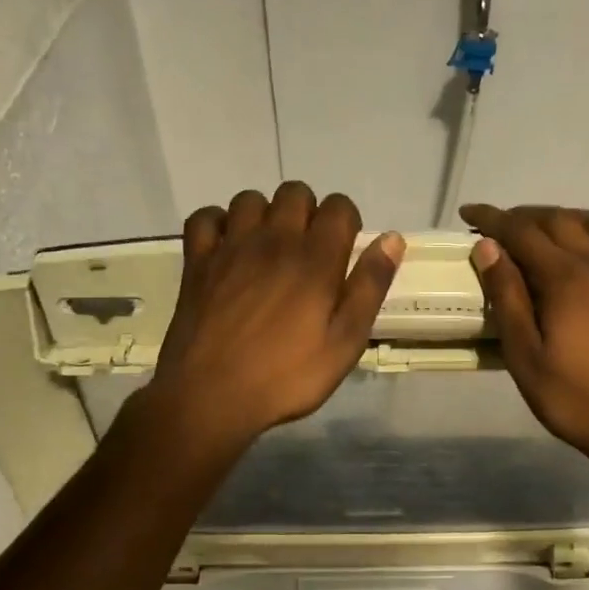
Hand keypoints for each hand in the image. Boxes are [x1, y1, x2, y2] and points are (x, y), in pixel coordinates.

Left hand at [152, 183, 403, 446]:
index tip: (344, 253)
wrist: (211, 396)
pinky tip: (228, 249)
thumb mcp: (345, 342)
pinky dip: (220, 224)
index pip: (339, 207)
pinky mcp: (197, 262)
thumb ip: (370, 287)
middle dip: (309, 214)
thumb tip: (392, 239)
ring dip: (266, 215)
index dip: (347, 223)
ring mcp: (230, 248)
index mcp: (316, 259)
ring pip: (251, 199)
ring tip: (269, 250)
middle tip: (309, 254)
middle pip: (295, 193)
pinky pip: (206, 218)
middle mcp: (273, 240)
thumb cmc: (287, 376)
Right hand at [461, 204, 588, 468]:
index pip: (521, 232)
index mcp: (565, 279)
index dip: (492, 218)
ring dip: (571, 218)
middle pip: (560, 221)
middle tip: (502, 228)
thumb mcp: (526, 358)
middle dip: (526, 216)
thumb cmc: (577, 401)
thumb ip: (508, 299)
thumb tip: (488, 248)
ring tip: (552, 230)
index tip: (469, 213)